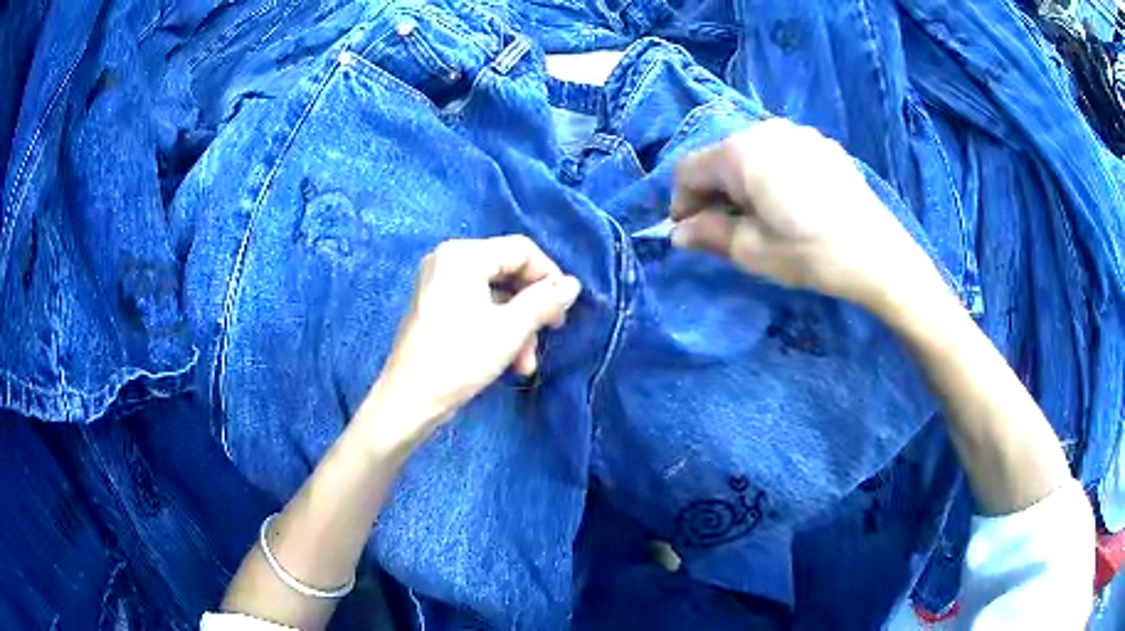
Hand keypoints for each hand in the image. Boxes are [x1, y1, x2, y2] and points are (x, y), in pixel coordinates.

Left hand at [360, 236, 580, 451]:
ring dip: (517, 326)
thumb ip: (545, 301)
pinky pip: (476, 306)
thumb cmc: (459, 359)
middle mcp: (448, 260)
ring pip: (495, 295)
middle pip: (508, 272)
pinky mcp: (434, 306)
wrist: (409, 400)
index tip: (564, 310)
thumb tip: (573, 285)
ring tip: (525, 363)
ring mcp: (438, 283)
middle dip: (531, 309)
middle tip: (549, 336)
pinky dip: (496, 328)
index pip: (521, 250)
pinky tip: (508, 361)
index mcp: (463, 255)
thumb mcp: (510, 330)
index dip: (549, 277)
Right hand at [670, 119, 938, 309]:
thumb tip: (678, 233)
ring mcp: (798, 133)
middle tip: (724, 227)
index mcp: (740, 153)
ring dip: (743, 182)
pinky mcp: (823, 144)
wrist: (878, 255)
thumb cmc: (810, 254)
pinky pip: (782, 153)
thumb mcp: (752, 251)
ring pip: (752, 154)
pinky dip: (772, 174)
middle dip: (713, 192)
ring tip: (759, 215)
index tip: (689, 231)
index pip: (689, 169)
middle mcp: (765, 130)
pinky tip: (790, 203)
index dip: (681, 201)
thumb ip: (708, 235)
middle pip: (721, 157)